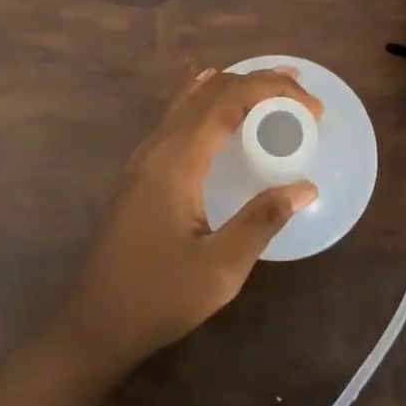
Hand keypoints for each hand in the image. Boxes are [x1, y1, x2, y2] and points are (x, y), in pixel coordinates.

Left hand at [53, 67, 322, 371]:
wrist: (94, 323)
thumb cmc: (158, 298)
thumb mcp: (219, 269)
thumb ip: (262, 221)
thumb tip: (306, 186)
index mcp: (176, 161)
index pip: (228, 100)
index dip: (272, 91)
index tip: (312, 107)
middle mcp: (157, 147)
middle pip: (209, 91)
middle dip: (257, 81)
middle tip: (300, 89)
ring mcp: (144, 157)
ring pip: (191, 100)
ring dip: (232, 87)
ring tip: (272, 87)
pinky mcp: (141, 172)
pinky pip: (178, 117)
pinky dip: (208, 102)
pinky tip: (218, 105)